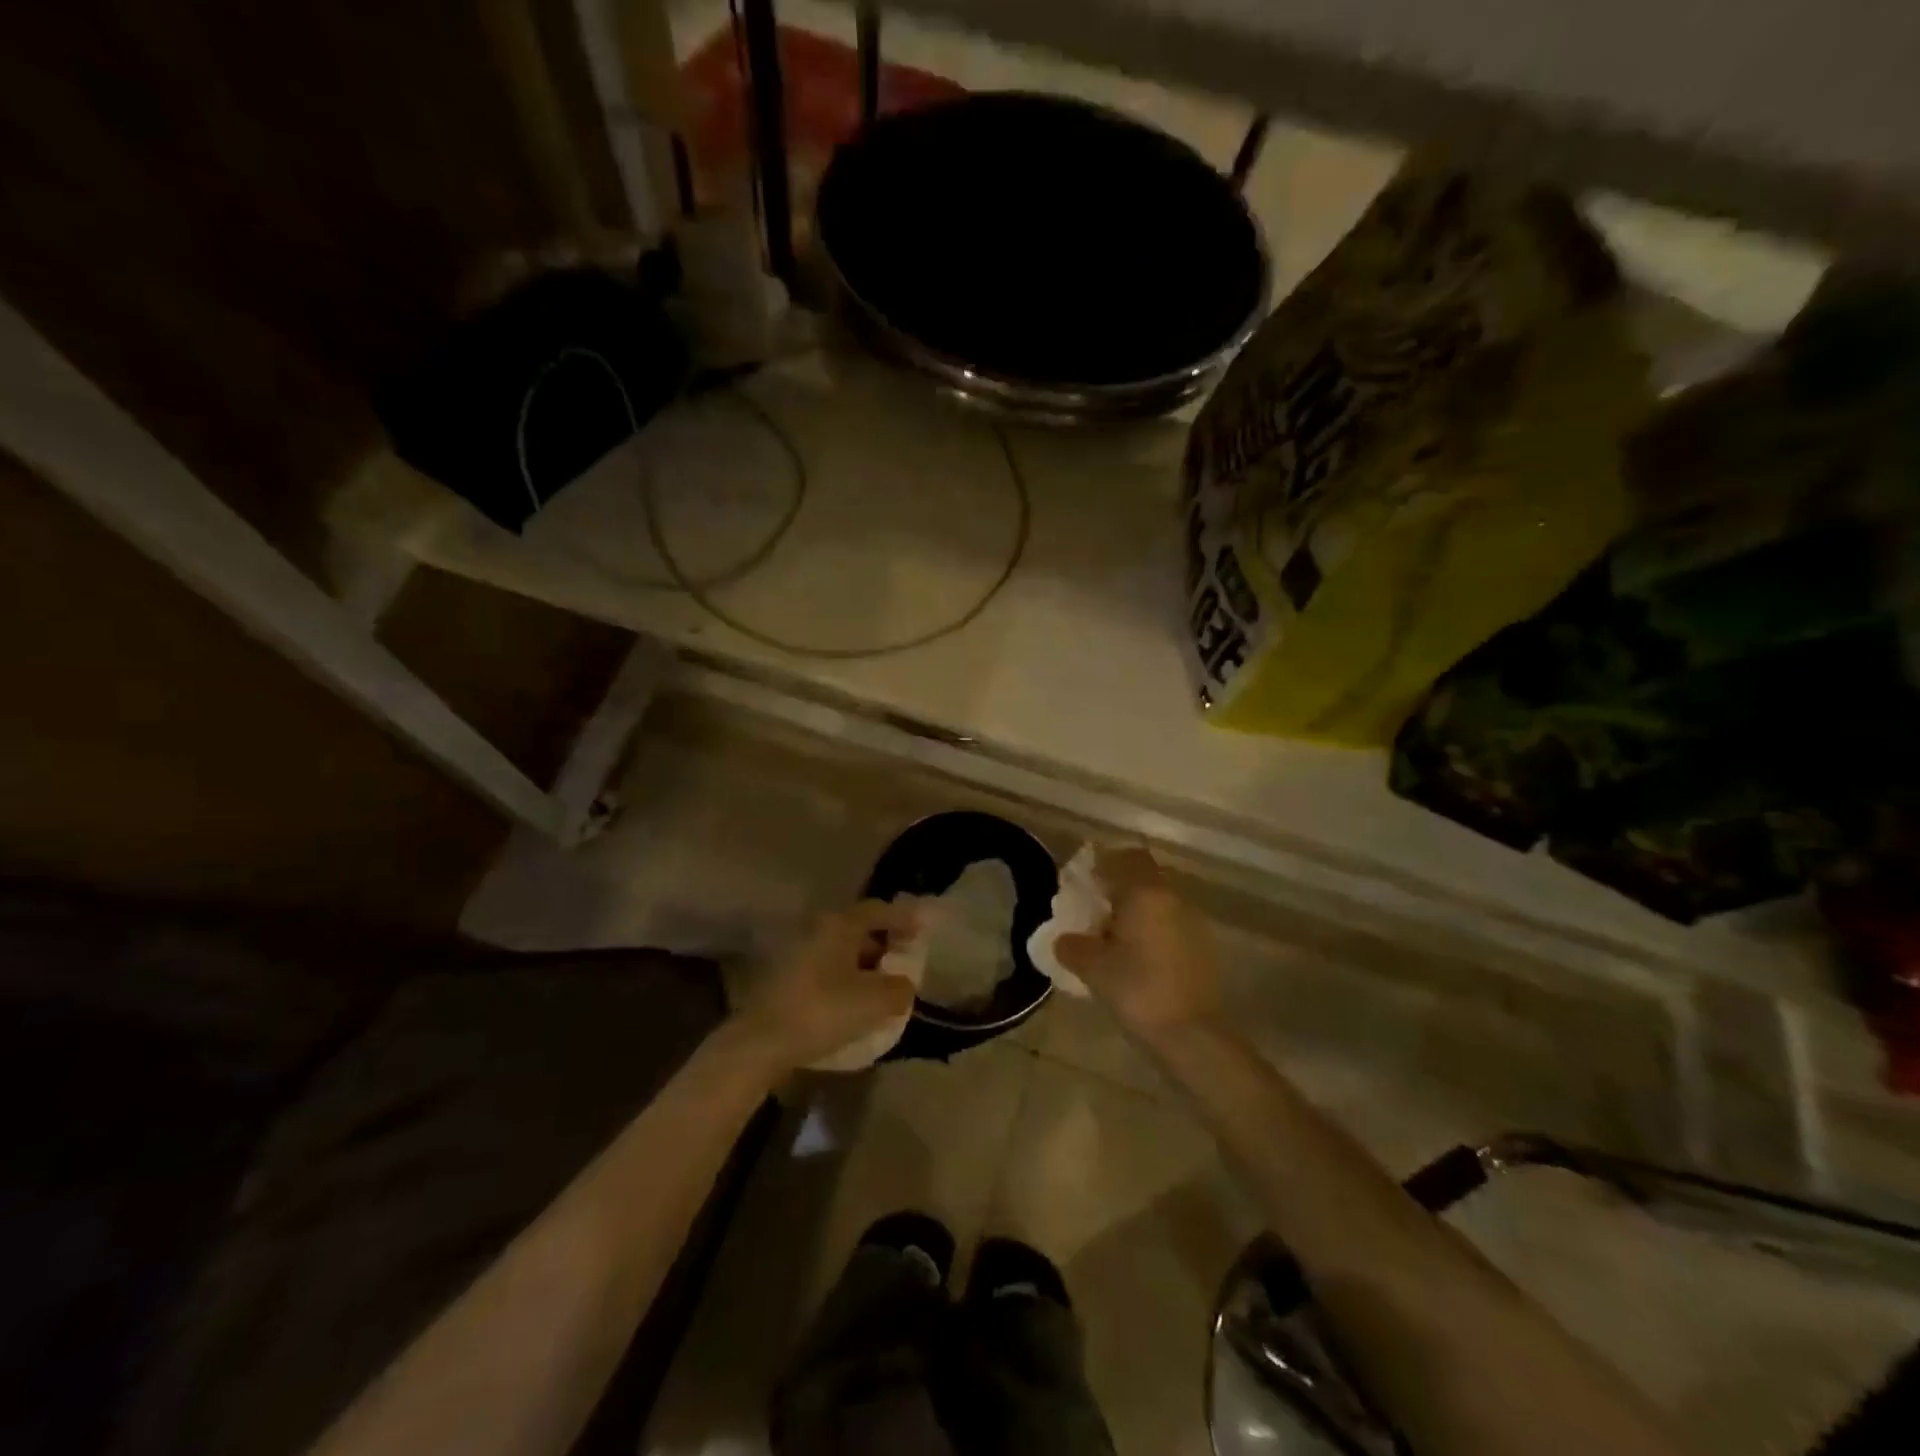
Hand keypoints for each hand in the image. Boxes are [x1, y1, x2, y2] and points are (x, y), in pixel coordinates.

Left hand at [732, 901, 919, 1072]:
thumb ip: (900, 988)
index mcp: (840, 925)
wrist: (763, 1042)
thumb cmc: (825, 1010)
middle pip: (858, 930)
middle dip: (884, 944)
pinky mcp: (788, 979)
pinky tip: (855, 1003)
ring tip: (883, 987)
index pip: (878, 911)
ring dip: (865, 965)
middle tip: (904, 961)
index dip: (903, 918)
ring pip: (841, 952)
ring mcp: (799, 954)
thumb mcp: (876, 1001)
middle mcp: (818, 930)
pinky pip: (828, 970)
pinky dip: (847, 979)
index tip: (923, 929)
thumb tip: (904, 985)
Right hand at [1054, 849, 1219, 1039]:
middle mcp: (1172, 898)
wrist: (1192, 1035)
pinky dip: (1152, 928)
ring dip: (1137, 908)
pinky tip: (1136, 955)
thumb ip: (1073, 946)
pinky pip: (1170, 923)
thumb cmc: (1137, 990)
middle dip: (1119, 885)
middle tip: (1094, 907)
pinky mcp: (1202, 947)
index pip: (1125, 858)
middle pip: (1144, 876)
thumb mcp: (1093, 968)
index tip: (1083, 881)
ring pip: (1159, 900)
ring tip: (1112, 935)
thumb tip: (1064, 939)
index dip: (1103, 864)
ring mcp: (1192, 922)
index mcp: (1145, 893)